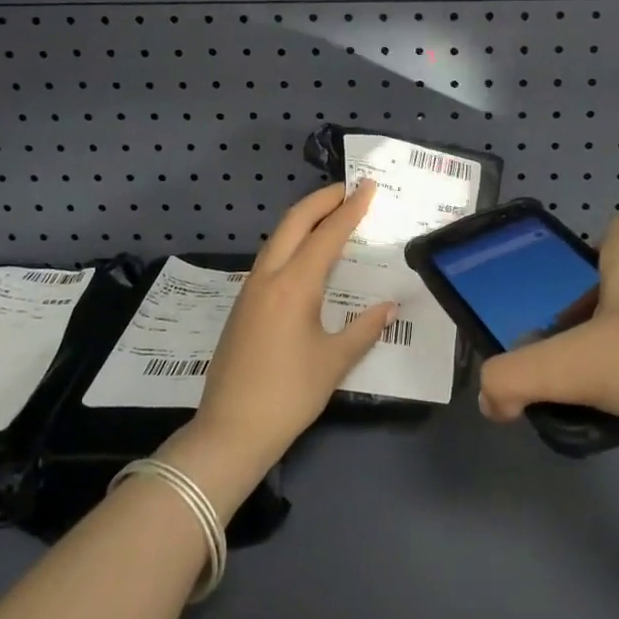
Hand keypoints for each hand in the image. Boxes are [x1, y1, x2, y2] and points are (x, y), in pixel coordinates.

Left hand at [188, 182, 394, 469]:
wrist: (230, 431)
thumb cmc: (289, 395)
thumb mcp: (334, 362)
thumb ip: (364, 328)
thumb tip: (388, 306)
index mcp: (293, 285)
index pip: (327, 235)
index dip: (351, 209)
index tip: (369, 187)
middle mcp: (268, 277)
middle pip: (294, 222)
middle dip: (321, 200)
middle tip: (349, 189)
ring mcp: (250, 290)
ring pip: (278, 238)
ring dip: (304, 219)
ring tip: (332, 215)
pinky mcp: (243, 305)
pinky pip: (271, 258)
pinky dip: (292, 242)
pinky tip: (307, 256)